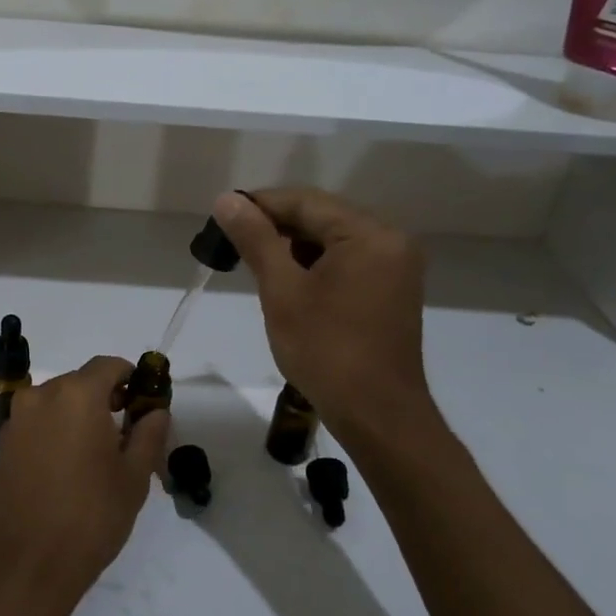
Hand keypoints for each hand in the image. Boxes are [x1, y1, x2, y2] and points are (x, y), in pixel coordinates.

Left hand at [0, 356, 170, 615]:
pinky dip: (57, 434)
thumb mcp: (133, 478)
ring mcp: (16, 421)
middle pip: (81, 383)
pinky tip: (69, 471)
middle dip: (106, 400)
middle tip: (128, 435)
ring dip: (79, 418)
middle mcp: (41, 396)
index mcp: (76, 394)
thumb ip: (148, 434)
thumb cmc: (89, 518)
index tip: (145, 404)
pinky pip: (38, 425)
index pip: (108, 366)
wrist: (21, 567)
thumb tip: (155, 410)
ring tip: (99, 458)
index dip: (131, 379)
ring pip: (57, 404)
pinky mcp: (2, 446)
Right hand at [212, 189, 435, 444]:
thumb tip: (227, 199)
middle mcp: (390, 240)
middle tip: (231, 243)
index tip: (221, 217)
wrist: (378, 416)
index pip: (305, 202)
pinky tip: (286, 281)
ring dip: (293, 247)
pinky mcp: (391, 289)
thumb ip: (255, 239)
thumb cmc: (327, 351)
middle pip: (321, 217)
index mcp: (369, 234)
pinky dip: (314, 265)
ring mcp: (395, 266)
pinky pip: (347, 261)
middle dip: (275, 227)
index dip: (259, 205)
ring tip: (253, 263)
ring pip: (332, 240)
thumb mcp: (282, 291)